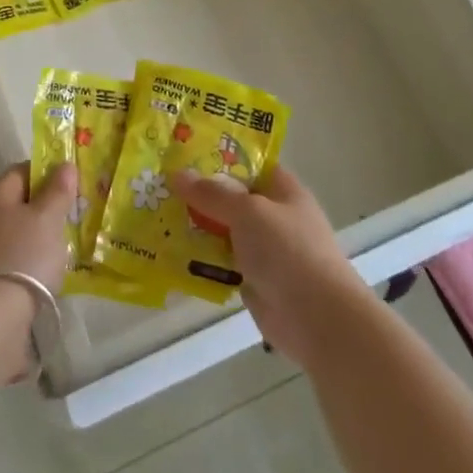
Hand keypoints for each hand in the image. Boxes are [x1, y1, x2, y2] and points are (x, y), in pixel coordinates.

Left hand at [0, 162, 77, 290]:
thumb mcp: (48, 218)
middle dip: (46, 209)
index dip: (49, 174)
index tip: (74, 188)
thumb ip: (58, 190)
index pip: (23, 170)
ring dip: (38, 239)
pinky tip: (46, 276)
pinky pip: (12, 260)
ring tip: (65, 251)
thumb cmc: (22, 257)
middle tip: (74, 220)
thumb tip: (64, 164)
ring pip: (16, 233)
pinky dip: (29, 264)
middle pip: (19, 203)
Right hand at [169, 165, 366, 365]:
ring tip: (155, 215)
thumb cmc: (288, 251)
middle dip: (199, 193)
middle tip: (158, 185)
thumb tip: (177, 174)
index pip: (249, 164)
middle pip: (232, 197)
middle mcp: (274, 216)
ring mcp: (264, 250)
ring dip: (196, 226)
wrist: (318, 319)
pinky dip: (201, 259)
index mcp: (283, 190)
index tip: (182, 153)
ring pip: (223, 230)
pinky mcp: (253, 280)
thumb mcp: (248, 211)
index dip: (218, 157)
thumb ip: (213, 193)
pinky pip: (221, 261)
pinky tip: (170, 252)